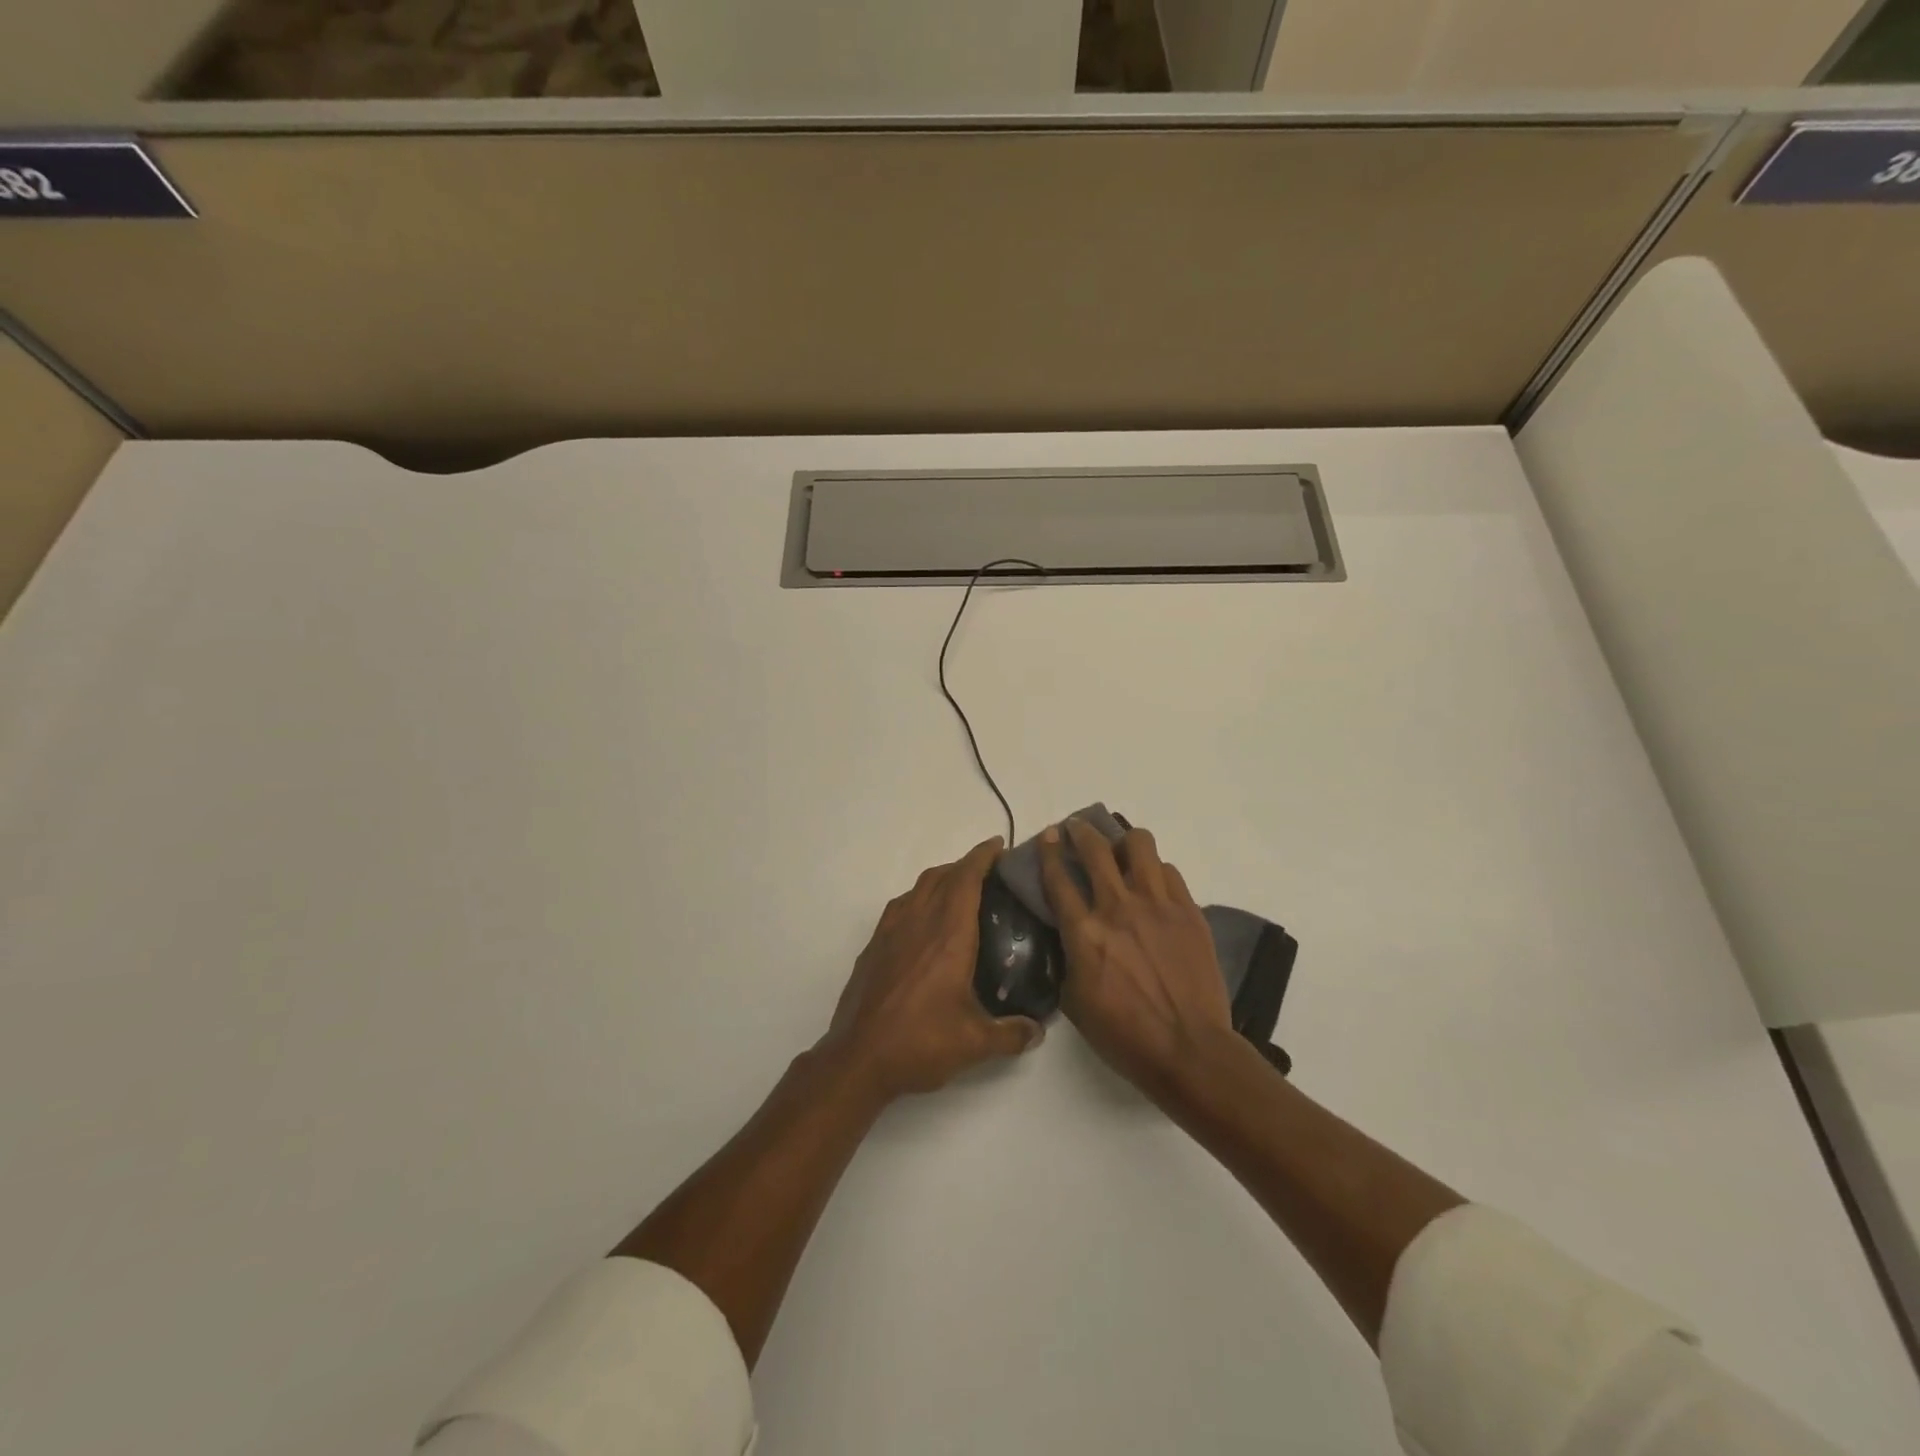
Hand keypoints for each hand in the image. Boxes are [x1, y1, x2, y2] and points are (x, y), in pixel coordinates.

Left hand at [823, 837, 1044, 1100]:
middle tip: (988, 872)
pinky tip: (924, 920)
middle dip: (965, 864)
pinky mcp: (874, 946)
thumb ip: (1012, 1033)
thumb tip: (1038, 1030)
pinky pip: (900, 906)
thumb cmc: (920, 1042)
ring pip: (918, 887)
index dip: (982, 857)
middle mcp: (919, 922)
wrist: (858, 1058)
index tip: (998, 845)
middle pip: (942, 876)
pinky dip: (918, 898)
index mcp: (948, 936)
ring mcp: (891, 932)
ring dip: (941, 878)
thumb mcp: (975, 1043)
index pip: (966, 879)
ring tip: (959, 891)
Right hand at [1040, 819, 1233, 1099]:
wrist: (1190, 1049)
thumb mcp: (1075, 1002)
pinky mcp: (1188, 911)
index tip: (1048, 836)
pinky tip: (1153, 884)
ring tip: (1121, 851)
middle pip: (1095, 848)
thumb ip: (1067, 959)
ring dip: (1124, 841)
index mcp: (1084, 932)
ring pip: (1139, 845)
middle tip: (1077, 829)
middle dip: (1081, 831)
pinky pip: (1169, 871)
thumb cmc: (1125, 1035)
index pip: (1058, 877)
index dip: (1049, 851)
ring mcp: (1158, 905)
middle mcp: (1118, 907)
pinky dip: (1155, 870)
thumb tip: (1069, 937)